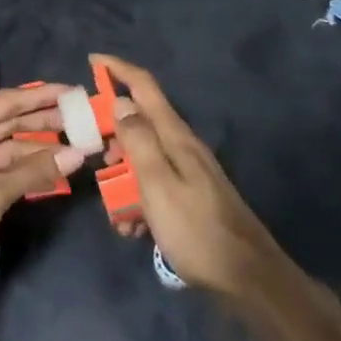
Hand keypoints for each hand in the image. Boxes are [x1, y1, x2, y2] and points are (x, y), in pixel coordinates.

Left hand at [0, 88, 85, 304]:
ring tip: (76, 145)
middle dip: (44, 121)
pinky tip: (53, 171)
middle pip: (8, 122)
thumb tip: (77, 154)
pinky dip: (25, 170)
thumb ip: (35, 171)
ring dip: (38, 149)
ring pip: (7, 147)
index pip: (7, 102)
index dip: (42, 96)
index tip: (73, 92)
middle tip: (82, 118)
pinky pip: (1, 169)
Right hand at [94, 54, 282, 297]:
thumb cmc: (196, 230)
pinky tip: (132, 228)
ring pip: (144, 157)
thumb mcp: (158, 184)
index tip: (92, 61)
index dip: (118, 69)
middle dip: (113, 136)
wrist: (249, 280)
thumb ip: (138, 140)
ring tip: (113, 209)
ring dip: (123, 175)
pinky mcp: (191, 195)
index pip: (144, 86)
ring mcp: (189, 171)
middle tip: (95, 158)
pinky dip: (138, 198)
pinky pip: (155, 184)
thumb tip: (121, 102)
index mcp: (175, 136)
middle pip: (140, 122)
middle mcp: (182, 145)